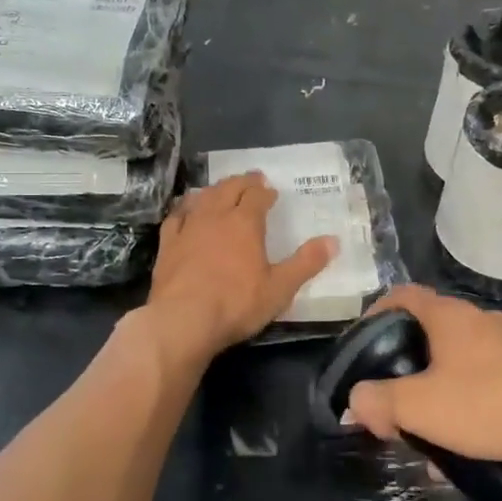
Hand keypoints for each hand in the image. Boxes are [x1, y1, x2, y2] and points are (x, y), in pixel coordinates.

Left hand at [144, 173, 334, 361]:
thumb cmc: (236, 304)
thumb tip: (333, 241)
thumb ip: (306, 263)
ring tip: (222, 190)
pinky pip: (176, 216)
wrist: (182, 320)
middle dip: (243, 182)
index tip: (271, 192)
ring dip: (216, 190)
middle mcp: (215, 216)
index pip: (257, 195)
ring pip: (203, 197)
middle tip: (252, 180)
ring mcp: (188, 227)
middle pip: (229, 188)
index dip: (265, 191)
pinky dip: (185, 208)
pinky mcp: (168, 244)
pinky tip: (187, 210)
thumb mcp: (280, 288)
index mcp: (245, 222)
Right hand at [346, 285, 501, 479]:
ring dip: (434, 393)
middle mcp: (479, 320)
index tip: (361, 346)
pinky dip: (465, 404)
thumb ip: (379, 401)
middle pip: (427, 332)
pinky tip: (464, 445)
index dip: (374, 314)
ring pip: (456, 362)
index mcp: (449, 315)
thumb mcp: (421, 407)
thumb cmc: (490, 405)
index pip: (401, 295)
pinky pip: (485, 381)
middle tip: (390, 400)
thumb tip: (355, 400)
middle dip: (404, 368)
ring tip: (425, 434)